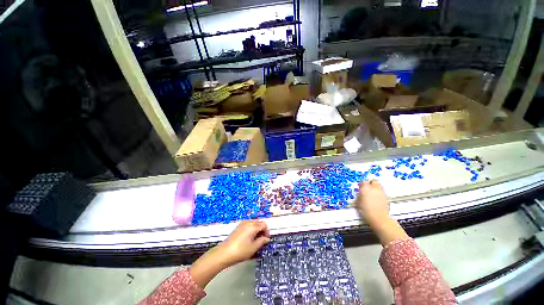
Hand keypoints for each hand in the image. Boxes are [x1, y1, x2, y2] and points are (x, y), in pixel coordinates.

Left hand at [214, 220, 269, 266]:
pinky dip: (251, 229)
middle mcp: (248, 222)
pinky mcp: (238, 226)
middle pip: (259, 222)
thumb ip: (262, 241)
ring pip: (254, 223)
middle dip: (262, 230)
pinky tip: (249, 238)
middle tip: (262, 240)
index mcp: (253, 226)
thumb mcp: (253, 248)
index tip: (266, 239)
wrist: (224, 253)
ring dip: (257, 229)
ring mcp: (242, 223)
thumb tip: (266, 238)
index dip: (267, 231)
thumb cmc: (240, 251)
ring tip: (256, 240)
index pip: (264, 225)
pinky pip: (248, 225)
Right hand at [356, 180, 408, 245]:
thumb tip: (360, 194)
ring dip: (375, 187)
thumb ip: (359, 196)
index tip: (360, 187)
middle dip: (370, 183)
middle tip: (367, 188)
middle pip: (373, 181)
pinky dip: (379, 193)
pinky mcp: (386, 197)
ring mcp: (381, 192)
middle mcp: (374, 188)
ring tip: (372, 193)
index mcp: (366, 188)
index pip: (363, 181)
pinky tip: (376, 199)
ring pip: (379, 185)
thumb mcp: (358, 202)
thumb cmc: (366, 211)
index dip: (361, 184)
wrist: (379, 219)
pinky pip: (382, 192)